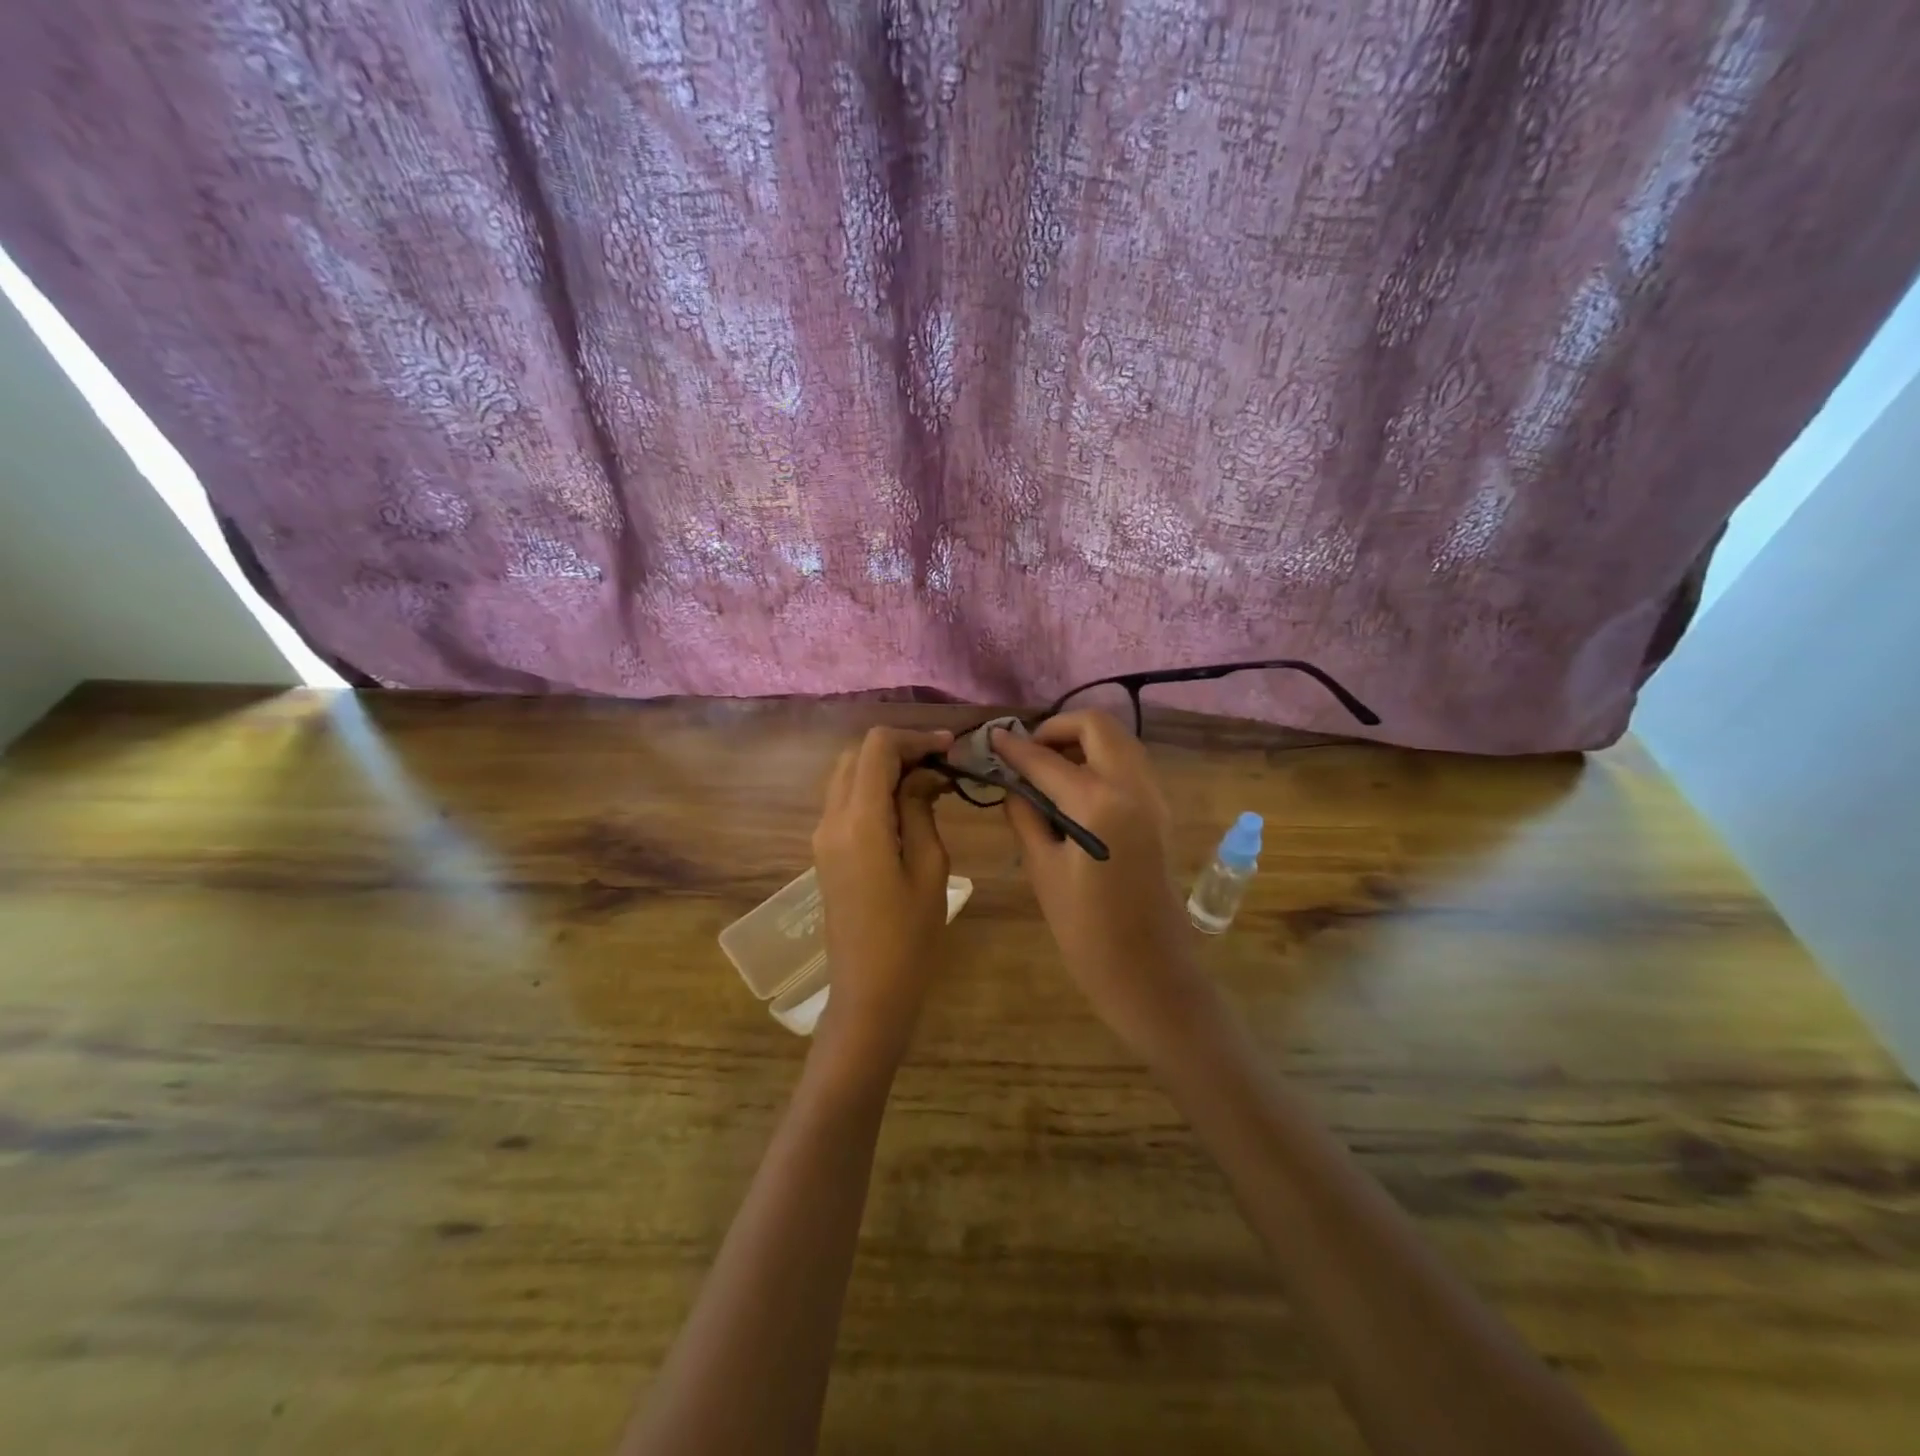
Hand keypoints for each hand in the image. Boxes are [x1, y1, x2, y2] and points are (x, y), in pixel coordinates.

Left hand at [809, 726, 955, 1072]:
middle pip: (857, 756)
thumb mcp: (929, 867)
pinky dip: (873, 790)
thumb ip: (921, 810)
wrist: (868, 991)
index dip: (915, 738)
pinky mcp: (825, 851)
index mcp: (859, 821)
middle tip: (941, 766)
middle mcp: (831, 819)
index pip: (877, 748)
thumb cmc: (909, 936)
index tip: (951, 749)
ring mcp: (822, 835)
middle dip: (899, 750)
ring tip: (928, 784)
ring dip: (884, 769)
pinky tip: (907, 807)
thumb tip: (923, 776)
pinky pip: (845, 801)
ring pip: (848, 776)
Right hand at [993, 713, 1217, 1063]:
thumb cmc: (1087, 931)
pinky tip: (1074, 790)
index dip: (1014, 748)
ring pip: (1119, 741)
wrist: (1150, 973)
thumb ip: (1025, 817)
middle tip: (1028, 752)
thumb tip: (1013, 786)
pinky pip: (1130, 765)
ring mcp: (1154, 796)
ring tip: (1047, 769)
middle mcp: (1133, 785)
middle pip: (1097, 726)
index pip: (1046, 759)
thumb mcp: (1043, 871)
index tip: (991, 739)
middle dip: (1058, 728)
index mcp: (1099, 802)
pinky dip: (1102, 760)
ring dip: (1083, 741)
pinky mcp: (1161, 812)